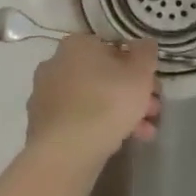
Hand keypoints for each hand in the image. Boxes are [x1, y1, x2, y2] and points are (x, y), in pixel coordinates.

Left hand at [26, 35, 162, 163]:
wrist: (66, 151)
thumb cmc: (107, 102)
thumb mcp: (140, 72)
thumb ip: (146, 53)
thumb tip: (144, 44)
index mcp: (77, 44)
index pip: (113, 47)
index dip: (137, 66)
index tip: (152, 85)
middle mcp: (56, 63)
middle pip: (103, 75)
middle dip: (131, 93)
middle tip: (152, 111)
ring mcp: (45, 95)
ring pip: (92, 99)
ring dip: (120, 112)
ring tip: (145, 133)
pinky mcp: (42, 124)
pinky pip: (78, 119)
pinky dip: (99, 126)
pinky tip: (122, 142)